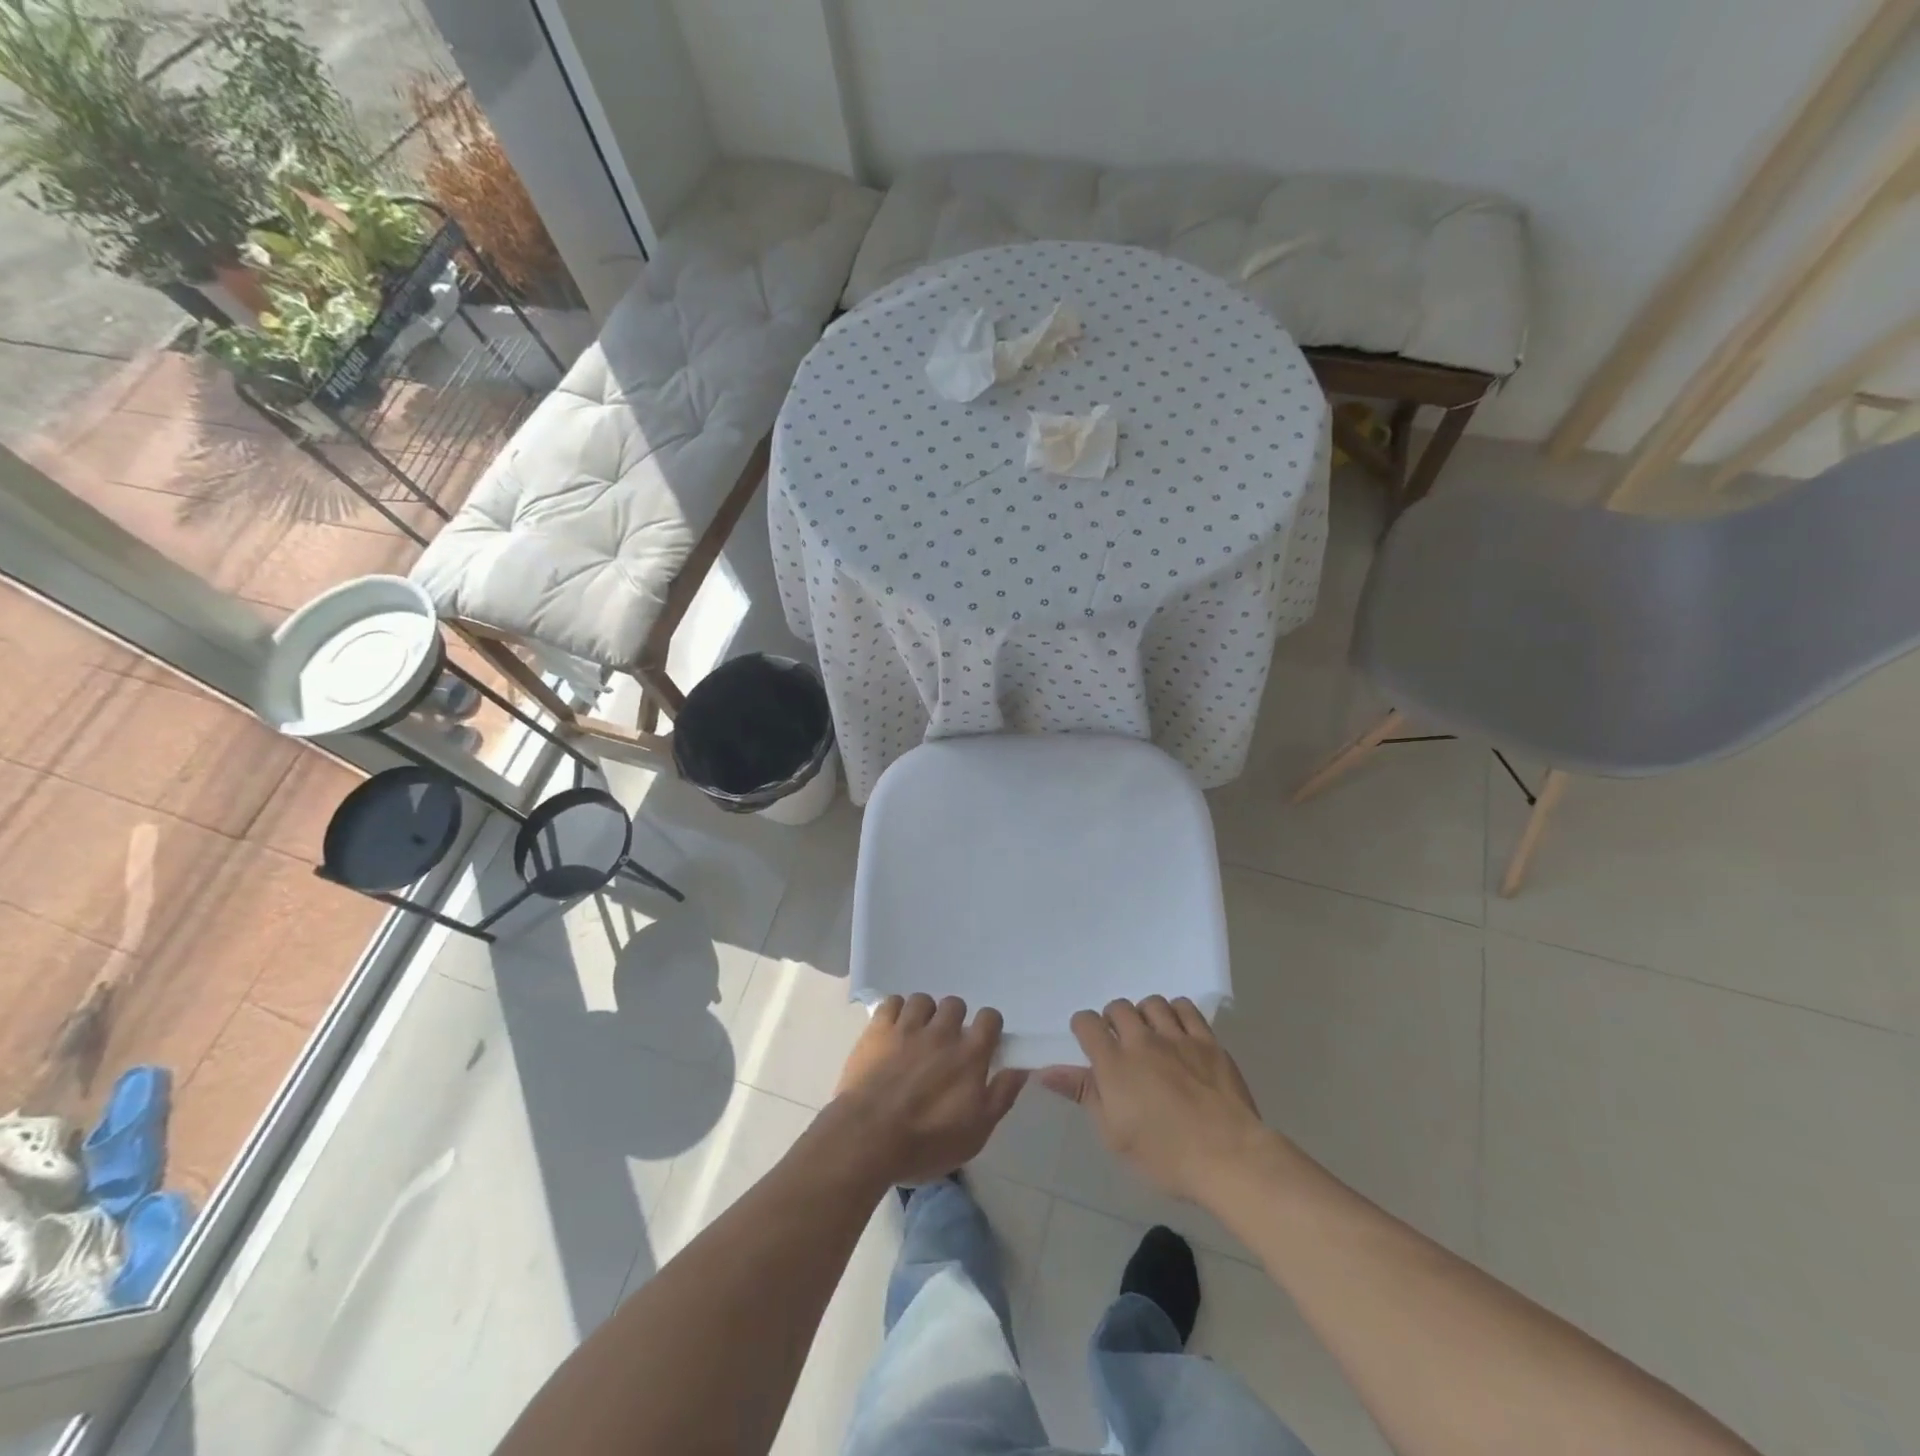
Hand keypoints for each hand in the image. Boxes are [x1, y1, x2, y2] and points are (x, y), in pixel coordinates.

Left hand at [825, 994, 1025, 1187]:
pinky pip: (892, 1002)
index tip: (982, 1042)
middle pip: (955, 1004)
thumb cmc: (927, 1142)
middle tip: (946, 1043)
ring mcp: (908, 1027)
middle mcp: (942, 1032)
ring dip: (924, 1014)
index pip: (990, 1018)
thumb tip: (1020, 1068)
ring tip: (918, 1034)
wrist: (868, 1137)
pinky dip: (895, 1011)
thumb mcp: (976, 1132)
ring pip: (923, 1000)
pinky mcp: (878, 1029)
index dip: (988, 1026)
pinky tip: (894, 1028)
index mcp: (969, 1054)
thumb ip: (1001, 1095)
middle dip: (954, 1019)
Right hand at [1039, 996, 1267, 1204]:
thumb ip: (1084, 1094)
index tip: (1088, 1043)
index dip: (1083, 1028)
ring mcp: (1177, 1037)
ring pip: (1151, 1003)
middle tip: (1120, 1045)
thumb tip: (1045, 1071)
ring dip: (1144, 1015)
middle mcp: (1142, 1040)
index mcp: (1114, 1063)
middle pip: (1118, 1007)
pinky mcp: (1207, 1040)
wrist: (1229, 1157)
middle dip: (1113, 1021)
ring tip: (1150, 1036)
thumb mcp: (1114, 1134)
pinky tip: (1177, 1031)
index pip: (1086, 1022)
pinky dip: (1176, 1012)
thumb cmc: (1164, 1156)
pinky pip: (1186, 1008)